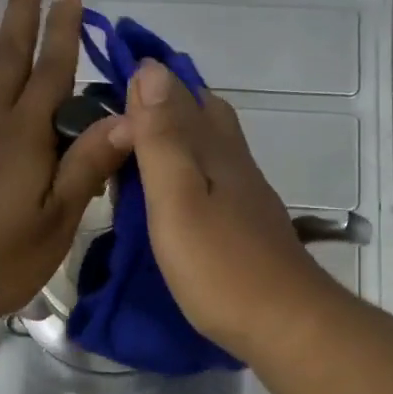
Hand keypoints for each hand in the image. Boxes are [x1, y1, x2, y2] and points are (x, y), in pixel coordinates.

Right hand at [125, 59, 333, 353]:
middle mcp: (234, 162)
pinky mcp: (247, 223)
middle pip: (203, 114)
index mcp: (214, 149)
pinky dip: (188, 170)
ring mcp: (245, 194)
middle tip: (119, 117)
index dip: (146, 83)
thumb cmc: (220, 264)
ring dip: (176, 136)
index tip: (108, 81)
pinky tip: (175, 192)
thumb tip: (151, 70)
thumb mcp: (177, 198)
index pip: (180, 95)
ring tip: (138, 151)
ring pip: (211, 146)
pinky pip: (214, 177)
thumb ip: (163, 138)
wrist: (284, 323)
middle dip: (164, 103)